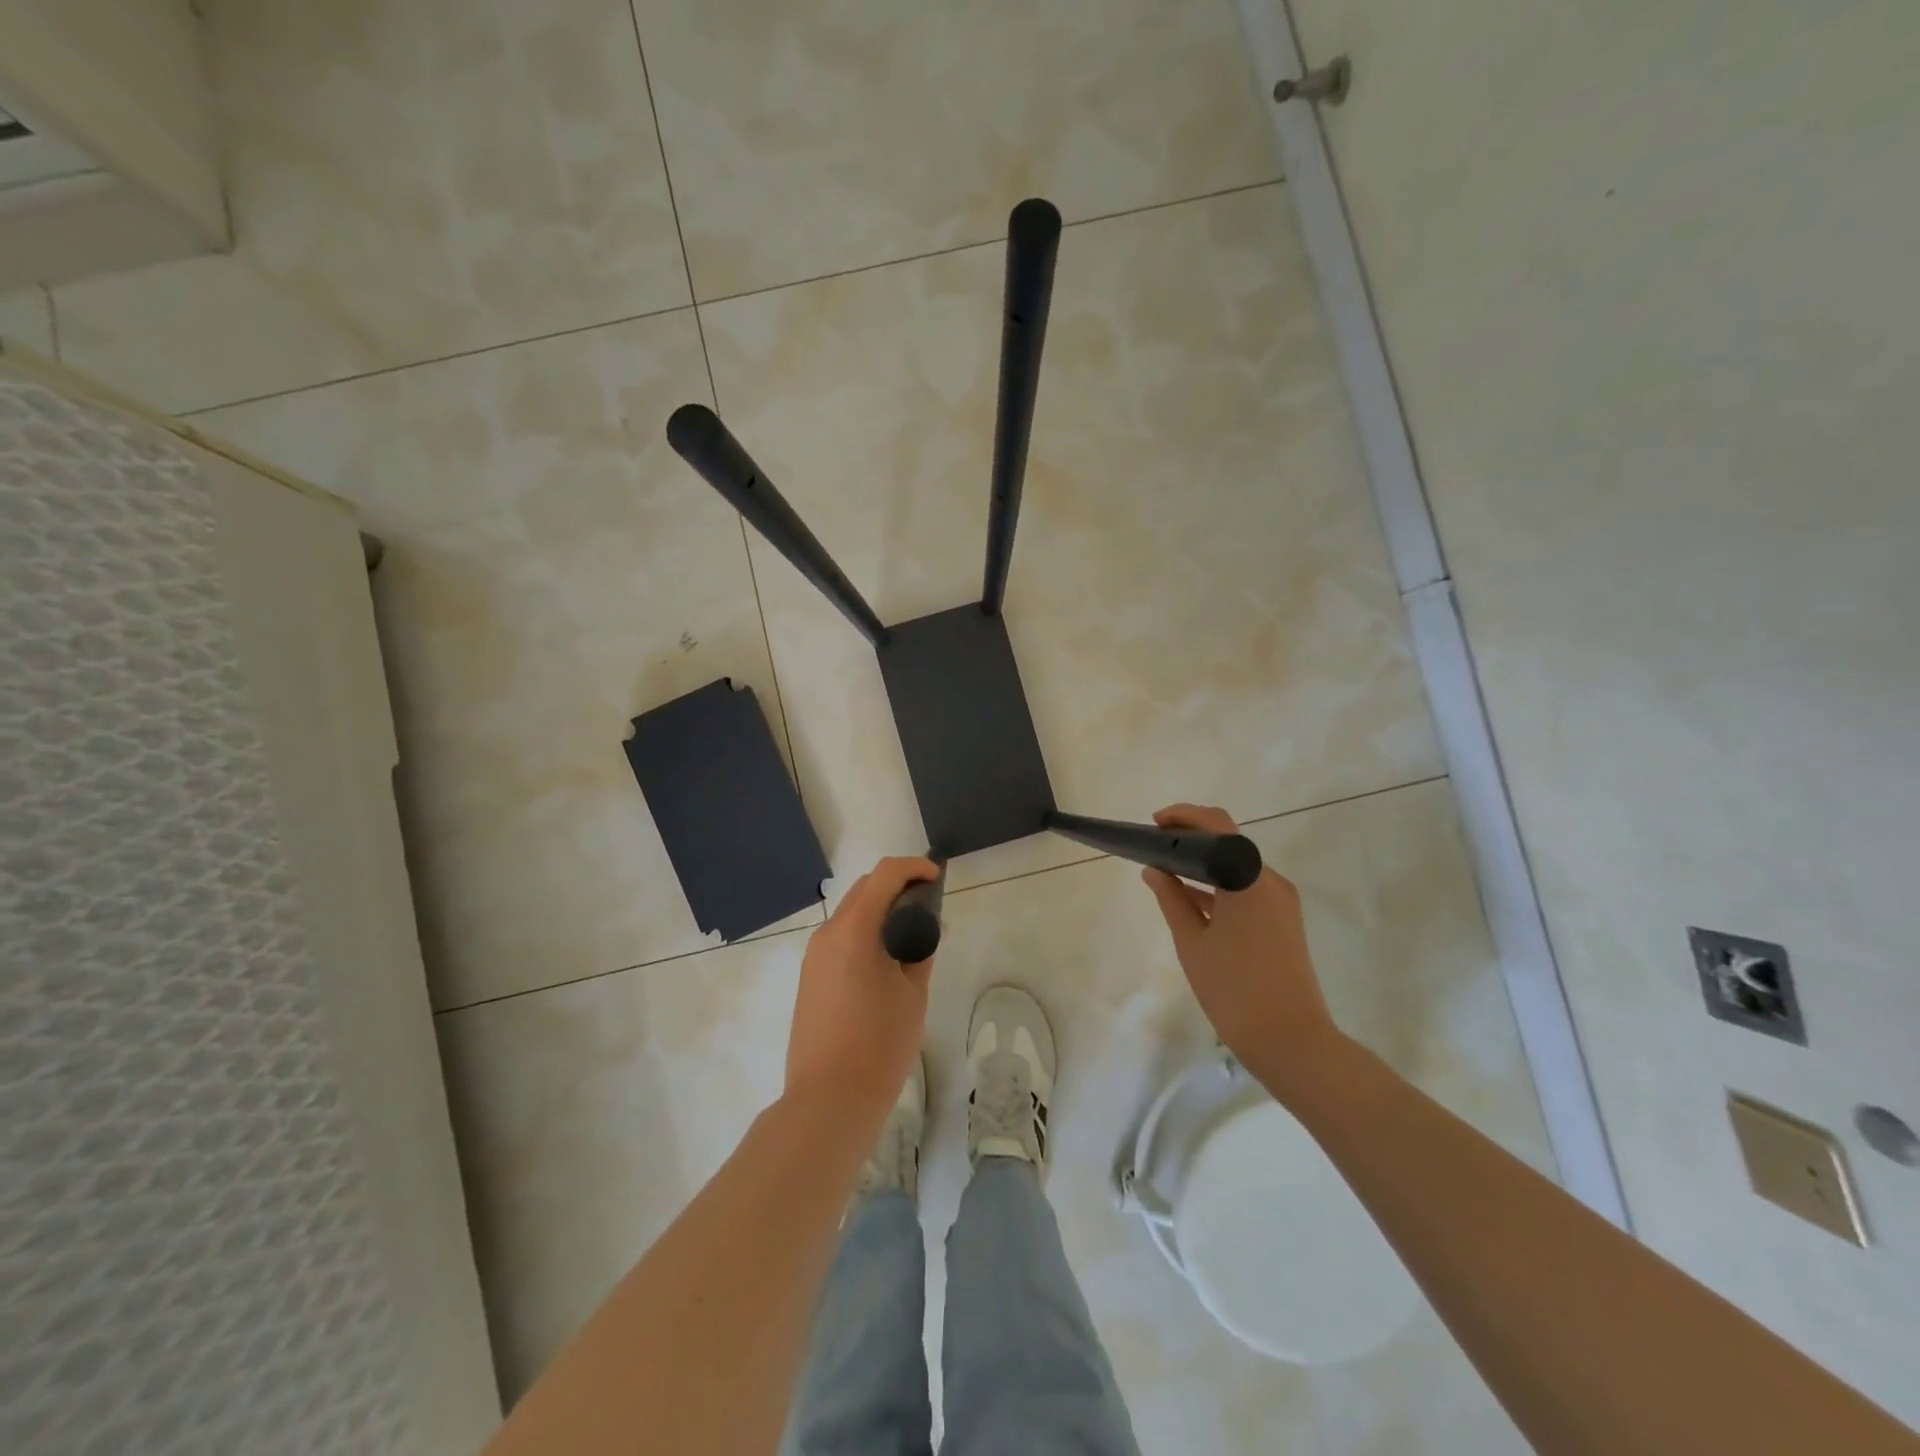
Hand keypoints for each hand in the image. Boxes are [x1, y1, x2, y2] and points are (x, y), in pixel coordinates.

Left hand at [785, 857, 939, 1121]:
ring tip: (912, 933)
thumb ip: (920, 950)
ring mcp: (814, 956)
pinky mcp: (810, 977)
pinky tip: (887, 958)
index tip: (938, 877)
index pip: (884, 875)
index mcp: (853, 930)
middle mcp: (827, 934)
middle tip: (930, 904)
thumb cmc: (879, 1045)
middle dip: (897, 886)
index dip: (914, 868)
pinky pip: (841, 938)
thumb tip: (925, 928)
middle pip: (864, 889)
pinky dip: (865, 932)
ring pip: (851, 913)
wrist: (828, 1101)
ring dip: (880, 909)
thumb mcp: (913, 994)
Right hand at [1141, 804, 1343, 1095]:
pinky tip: (1191, 899)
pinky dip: (1220, 886)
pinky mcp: (1285, 922)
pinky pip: (1247, 890)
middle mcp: (1271, 882)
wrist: (1291, 1040)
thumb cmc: (1234, 989)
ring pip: (1238, 868)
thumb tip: (1154, 870)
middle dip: (1192, 839)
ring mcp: (1282, 902)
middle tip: (1156, 847)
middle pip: (1230, 843)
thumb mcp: (1192, 942)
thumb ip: (1171, 899)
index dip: (1184, 816)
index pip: (1218, 825)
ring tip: (1166, 871)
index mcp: (1248, 879)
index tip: (1155, 824)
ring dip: (1205, 864)